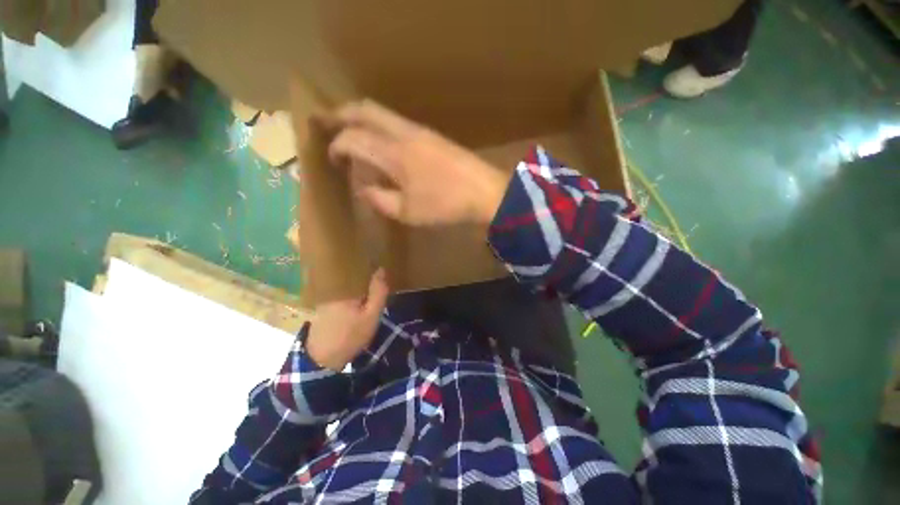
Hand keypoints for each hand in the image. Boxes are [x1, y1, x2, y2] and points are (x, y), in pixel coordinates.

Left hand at [305, 268, 388, 370]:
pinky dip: (349, 292)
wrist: (323, 360)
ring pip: (345, 284)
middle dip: (363, 273)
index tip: (380, 264)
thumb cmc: (351, 336)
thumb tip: (381, 269)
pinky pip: (339, 292)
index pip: (359, 268)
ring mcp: (325, 297)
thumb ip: (378, 292)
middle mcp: (333, 289)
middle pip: (350, 275)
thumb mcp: (371, 315)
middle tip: (377, 276)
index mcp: (345, 288)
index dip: (370, 265)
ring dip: (356, 283)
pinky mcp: (322, 306)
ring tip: (369, 284)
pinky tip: (356, 298)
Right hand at [322, 100, 508, 226]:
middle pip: (365, 109)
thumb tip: (363, 189)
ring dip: (362, 117)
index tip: (332, 159)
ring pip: (382, 112)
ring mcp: (420, 131)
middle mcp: (403, 134)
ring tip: (351, 131)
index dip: (336, 146)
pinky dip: (381, 126)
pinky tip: (382, 142)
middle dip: (342, 113)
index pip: (353, 138)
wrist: (484, 191)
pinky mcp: (432, 135)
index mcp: (393, 153)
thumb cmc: (445, 205)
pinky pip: (397, 122)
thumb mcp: (408, 212)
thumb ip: (380, 199)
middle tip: (327, 122)